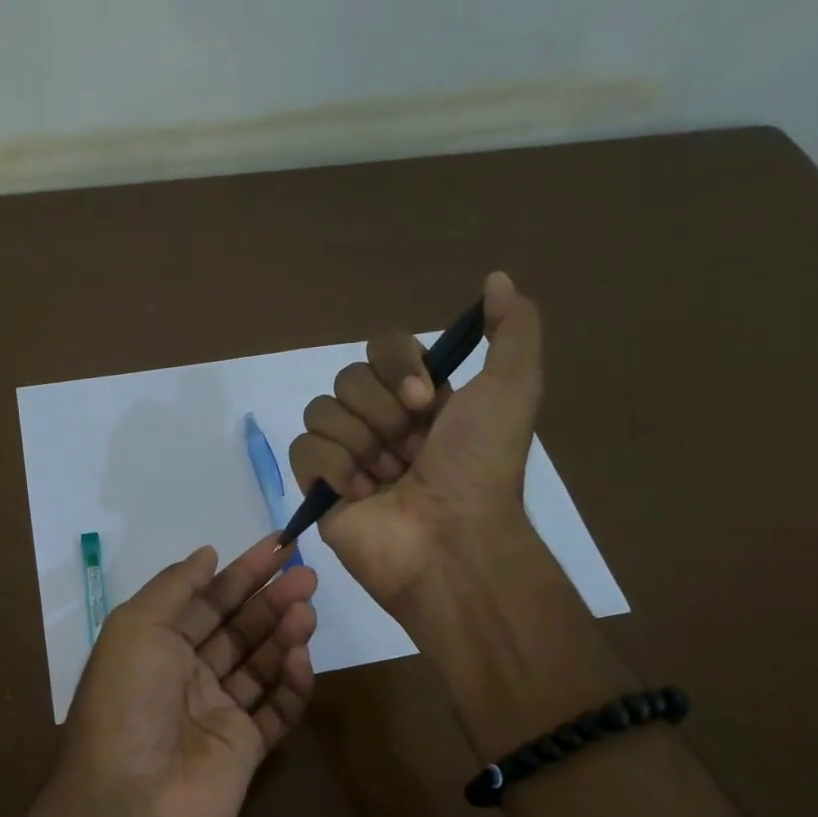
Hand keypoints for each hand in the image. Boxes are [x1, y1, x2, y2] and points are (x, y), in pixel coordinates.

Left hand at [52, 536, 316, 816]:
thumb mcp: (137, 627)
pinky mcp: (245, 749)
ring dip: (284, 634)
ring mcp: (217, 714)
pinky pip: (276, 710)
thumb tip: (207, 554)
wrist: (133, 803)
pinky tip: (302, 658)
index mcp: (156, 646)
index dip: (241, 572)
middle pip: (238, 629)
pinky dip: (293, 684)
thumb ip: (175, 586)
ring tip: (308, 610)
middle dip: (270, 599)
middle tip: (307, 575)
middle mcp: (186, 676)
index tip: (279, 546)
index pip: (206, 601)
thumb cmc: (128, 702)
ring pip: (261, 665)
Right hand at [288, 270, 543, 606]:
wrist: (452, 539)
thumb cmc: (480, 467)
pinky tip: (362, 494)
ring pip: (322, 409)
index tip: (426, 401)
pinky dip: (334, 467)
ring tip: (390, 479)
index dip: (398, 366)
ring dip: (363, 443)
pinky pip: (303, 448)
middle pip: (349, 378)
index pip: (383, 348)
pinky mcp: (320, 487)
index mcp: (421, 399)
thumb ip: (512, 328)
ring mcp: (348, 455)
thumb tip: (497, 277)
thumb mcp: (513, 388)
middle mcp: (382, 422)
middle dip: (383, 414)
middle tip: (413, 452)